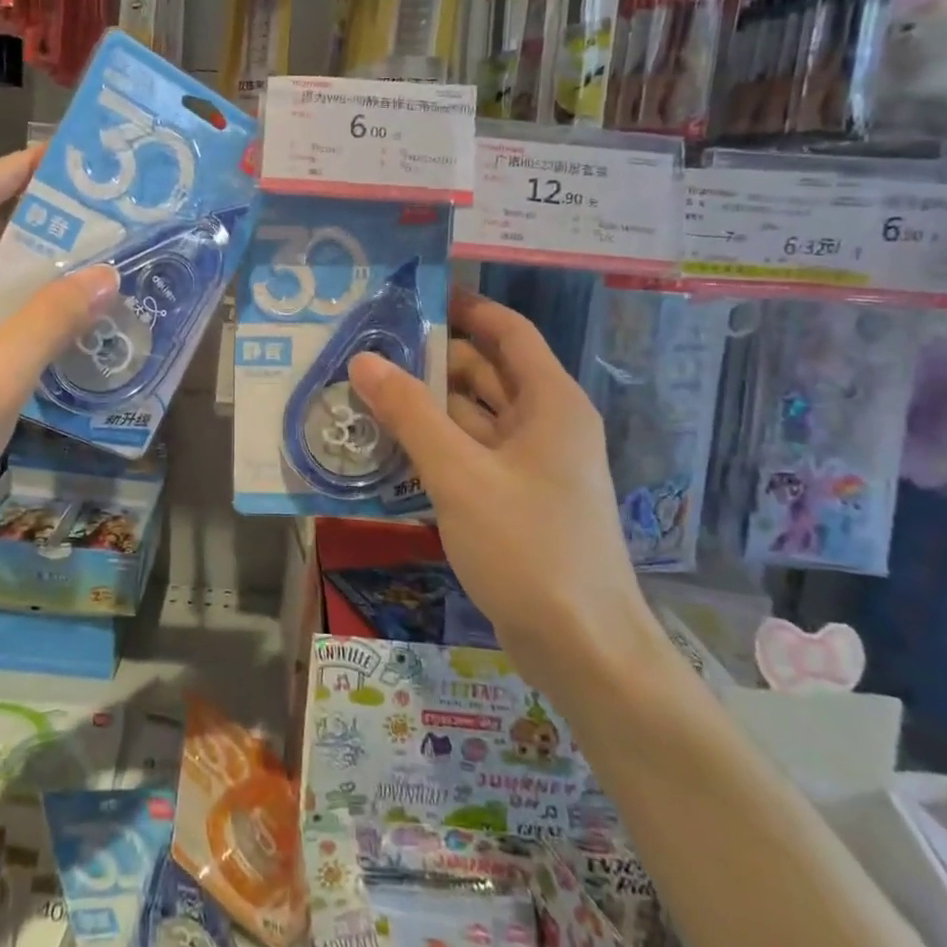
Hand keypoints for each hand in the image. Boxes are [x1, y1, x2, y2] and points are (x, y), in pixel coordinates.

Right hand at [348, 290, 660, 692]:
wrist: (583, 649)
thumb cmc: (528, 547)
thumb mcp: (460, 475)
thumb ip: (410, 414)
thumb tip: (364, 360)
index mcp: (550, 402)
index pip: (507, 332)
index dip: (465, 308)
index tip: (413, 296)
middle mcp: (545, 424)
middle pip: (484, 373)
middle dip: (429, 362)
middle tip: (366, 352)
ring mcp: (531, 466)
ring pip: (472, 418)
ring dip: (425, 408)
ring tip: (363, 395)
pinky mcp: (515, 501)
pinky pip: (469, 456)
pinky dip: (434, 447)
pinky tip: (387, 449)